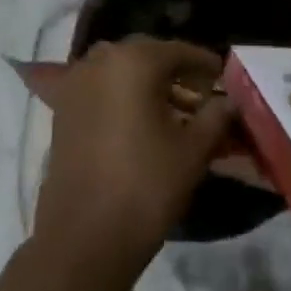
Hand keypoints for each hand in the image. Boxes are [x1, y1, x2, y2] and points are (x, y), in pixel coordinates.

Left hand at [32, 37, 235, 283]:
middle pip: (147, 55)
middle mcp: (102, 59)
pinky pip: (98, 88)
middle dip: (175, 71)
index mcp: (135, 60)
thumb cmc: (145, 187)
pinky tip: (135, 119)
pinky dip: (118, 95)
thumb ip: (215, 117)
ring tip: (170, 110)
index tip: (223, 76)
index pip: (179, 51)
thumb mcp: (193, 152)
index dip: (205, 64)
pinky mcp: (61, 108)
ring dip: (145, 82)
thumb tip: (229, 100)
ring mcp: (76, 81)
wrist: (83, 238)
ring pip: (120, 70)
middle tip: (200, 94)